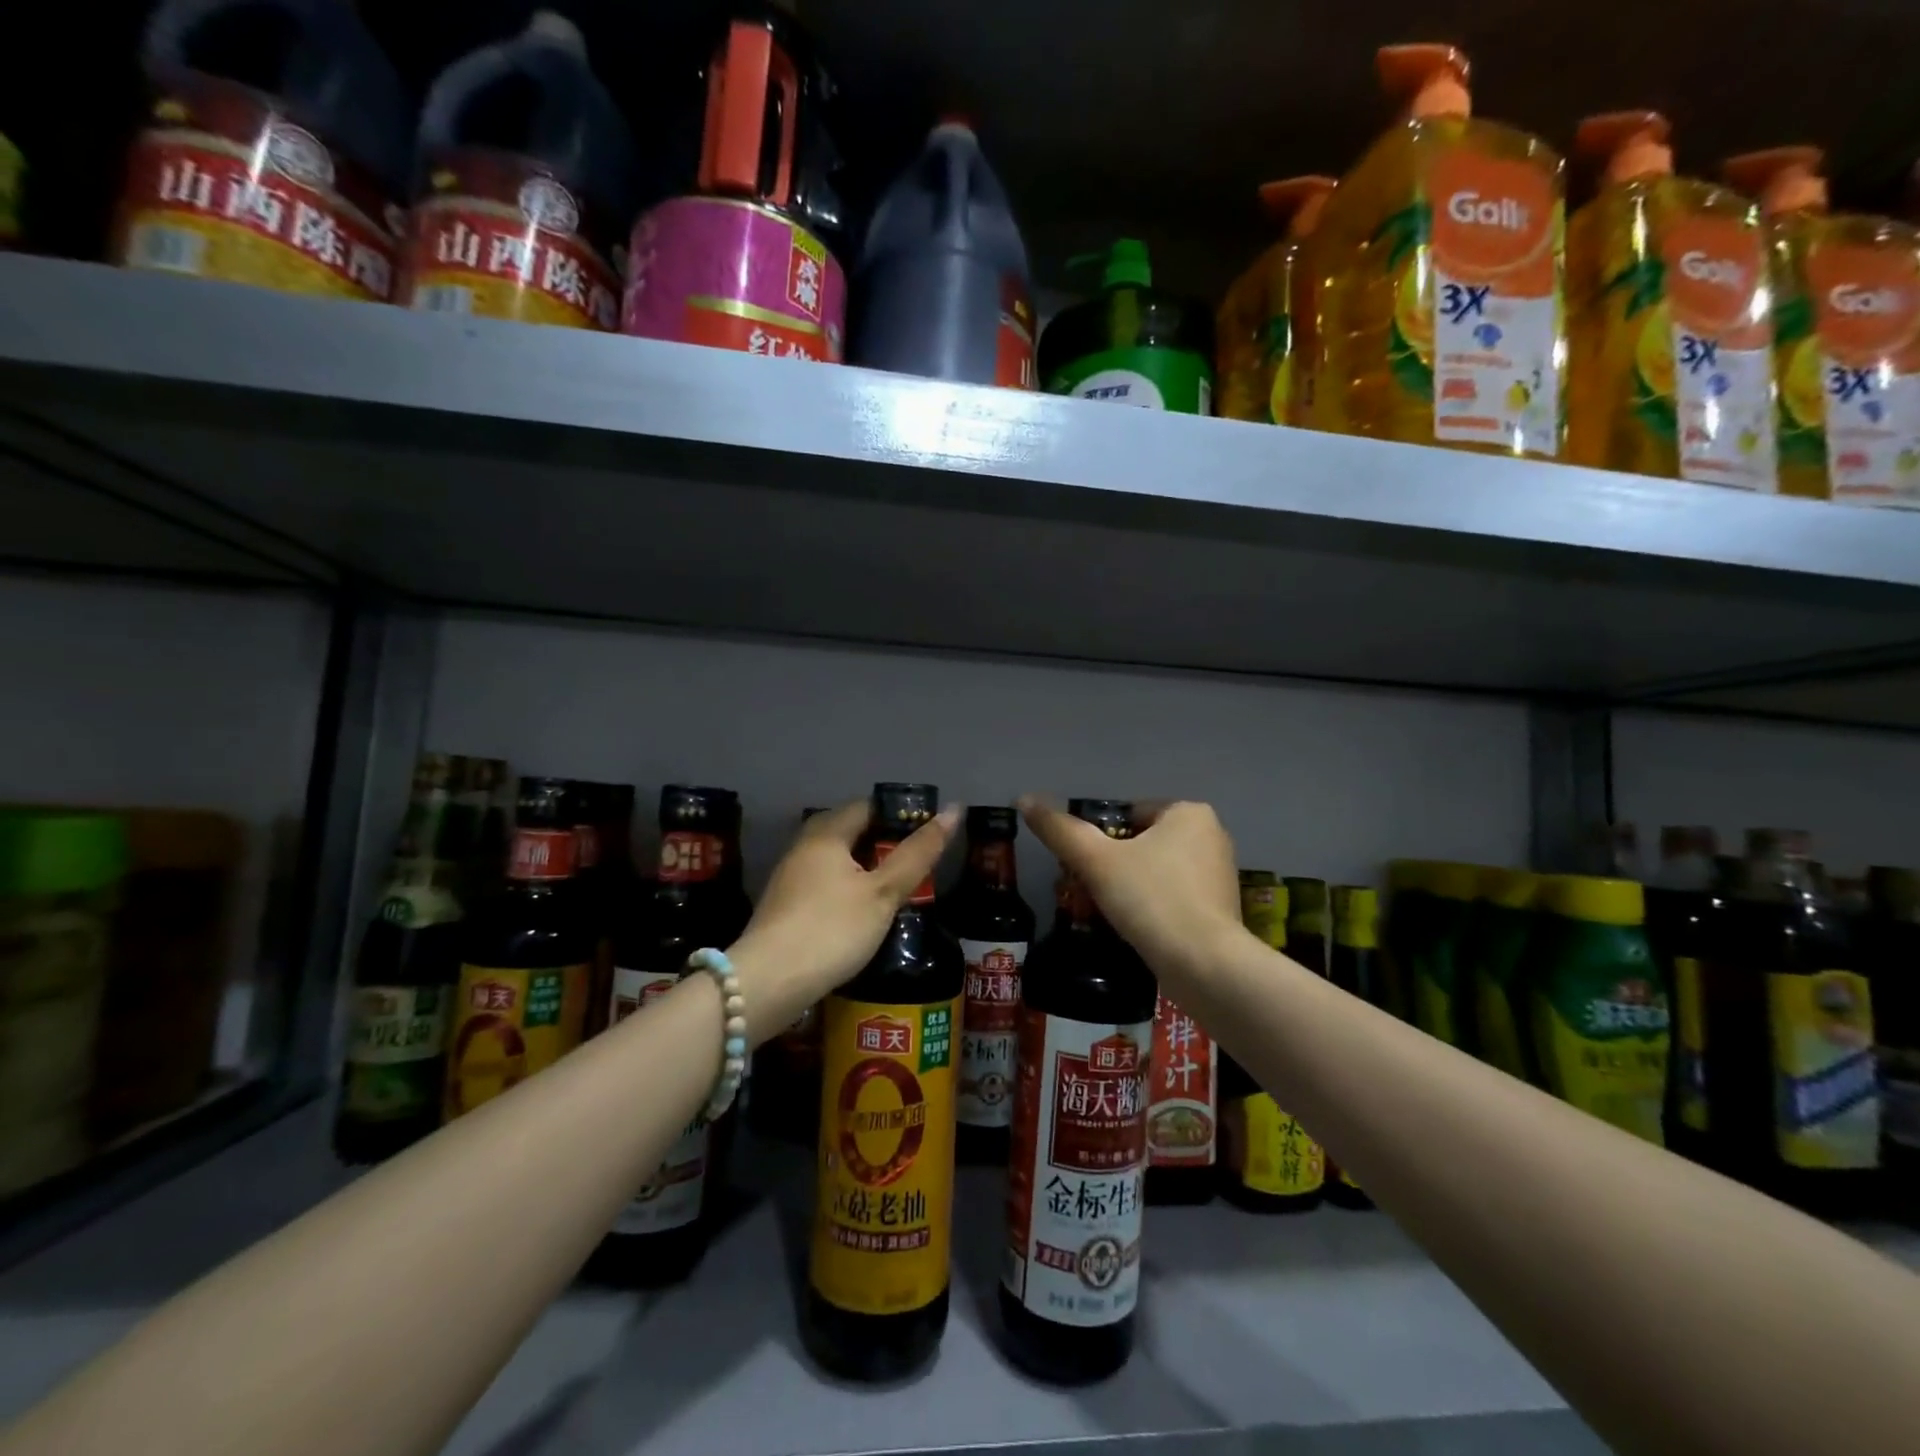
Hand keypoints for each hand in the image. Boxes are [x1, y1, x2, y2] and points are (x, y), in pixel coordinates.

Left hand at [729, 799, 958, 1040]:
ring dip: (864, 869)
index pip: (868, 806)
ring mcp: (789, 878)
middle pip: (849, 831)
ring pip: (835, 860)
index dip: (900, 814)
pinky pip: (822, 885)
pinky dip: (845, 890)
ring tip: (895, 889)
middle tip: (915, 864)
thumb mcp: (883, 892)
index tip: (927, 834)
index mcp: (826, 833)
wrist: (767, 984)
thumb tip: (954, 810)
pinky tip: (861, 914)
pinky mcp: (783, 908)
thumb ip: (918, 853)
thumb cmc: (832, 929)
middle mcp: (803, 847)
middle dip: (882, 843)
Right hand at [1017, 797, 1245, 985]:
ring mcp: (1221, 873)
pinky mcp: (1223, 909)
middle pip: (1143, 842)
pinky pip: (1176, 896)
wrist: (1205, 965)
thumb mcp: (1096, 861)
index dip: (1100, 839)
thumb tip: (1023, 799)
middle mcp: (1212, 835)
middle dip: (1116, 864)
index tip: (1087, 868)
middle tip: (1094, 891)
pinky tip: (1140, 929)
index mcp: (1188, 812)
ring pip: (1158, 870)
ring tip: (1115, 913)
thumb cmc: (1151, 899)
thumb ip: (1060, 830)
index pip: (1128, 814)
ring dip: (1134, 887)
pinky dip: (1156, 907)